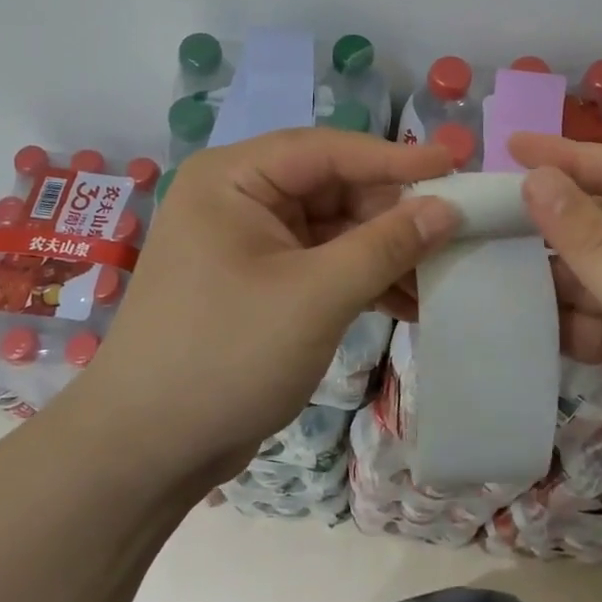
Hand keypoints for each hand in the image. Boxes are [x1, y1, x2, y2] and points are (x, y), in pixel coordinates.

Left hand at [75, 129, 458, 480]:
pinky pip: (322, 263)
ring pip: (334, 228)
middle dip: (392, 214)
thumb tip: (447, 208)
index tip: (455, 164)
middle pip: (333, 188)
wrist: (146, 451)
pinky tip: (408, 302)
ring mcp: (248, 242)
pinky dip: (362, 278)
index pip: (327, 150)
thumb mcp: (315, 296)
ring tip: (442, 274)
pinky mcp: (260, 282)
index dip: (394, 157)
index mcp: (233, 178)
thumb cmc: (225, 356)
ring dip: (384, 251)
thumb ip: (385, 245)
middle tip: (456, 231)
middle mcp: (238, 198)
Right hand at [509, 132, 601, 537]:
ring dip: (541, 260)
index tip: (510, 145)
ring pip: (587, 263)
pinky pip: (581, 308)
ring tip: (479, 244)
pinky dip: (549, 306)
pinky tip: (503, 299)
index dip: (571, 157)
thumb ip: (592, 240)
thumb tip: (536, 177)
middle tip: (484, 198)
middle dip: (551, 209)